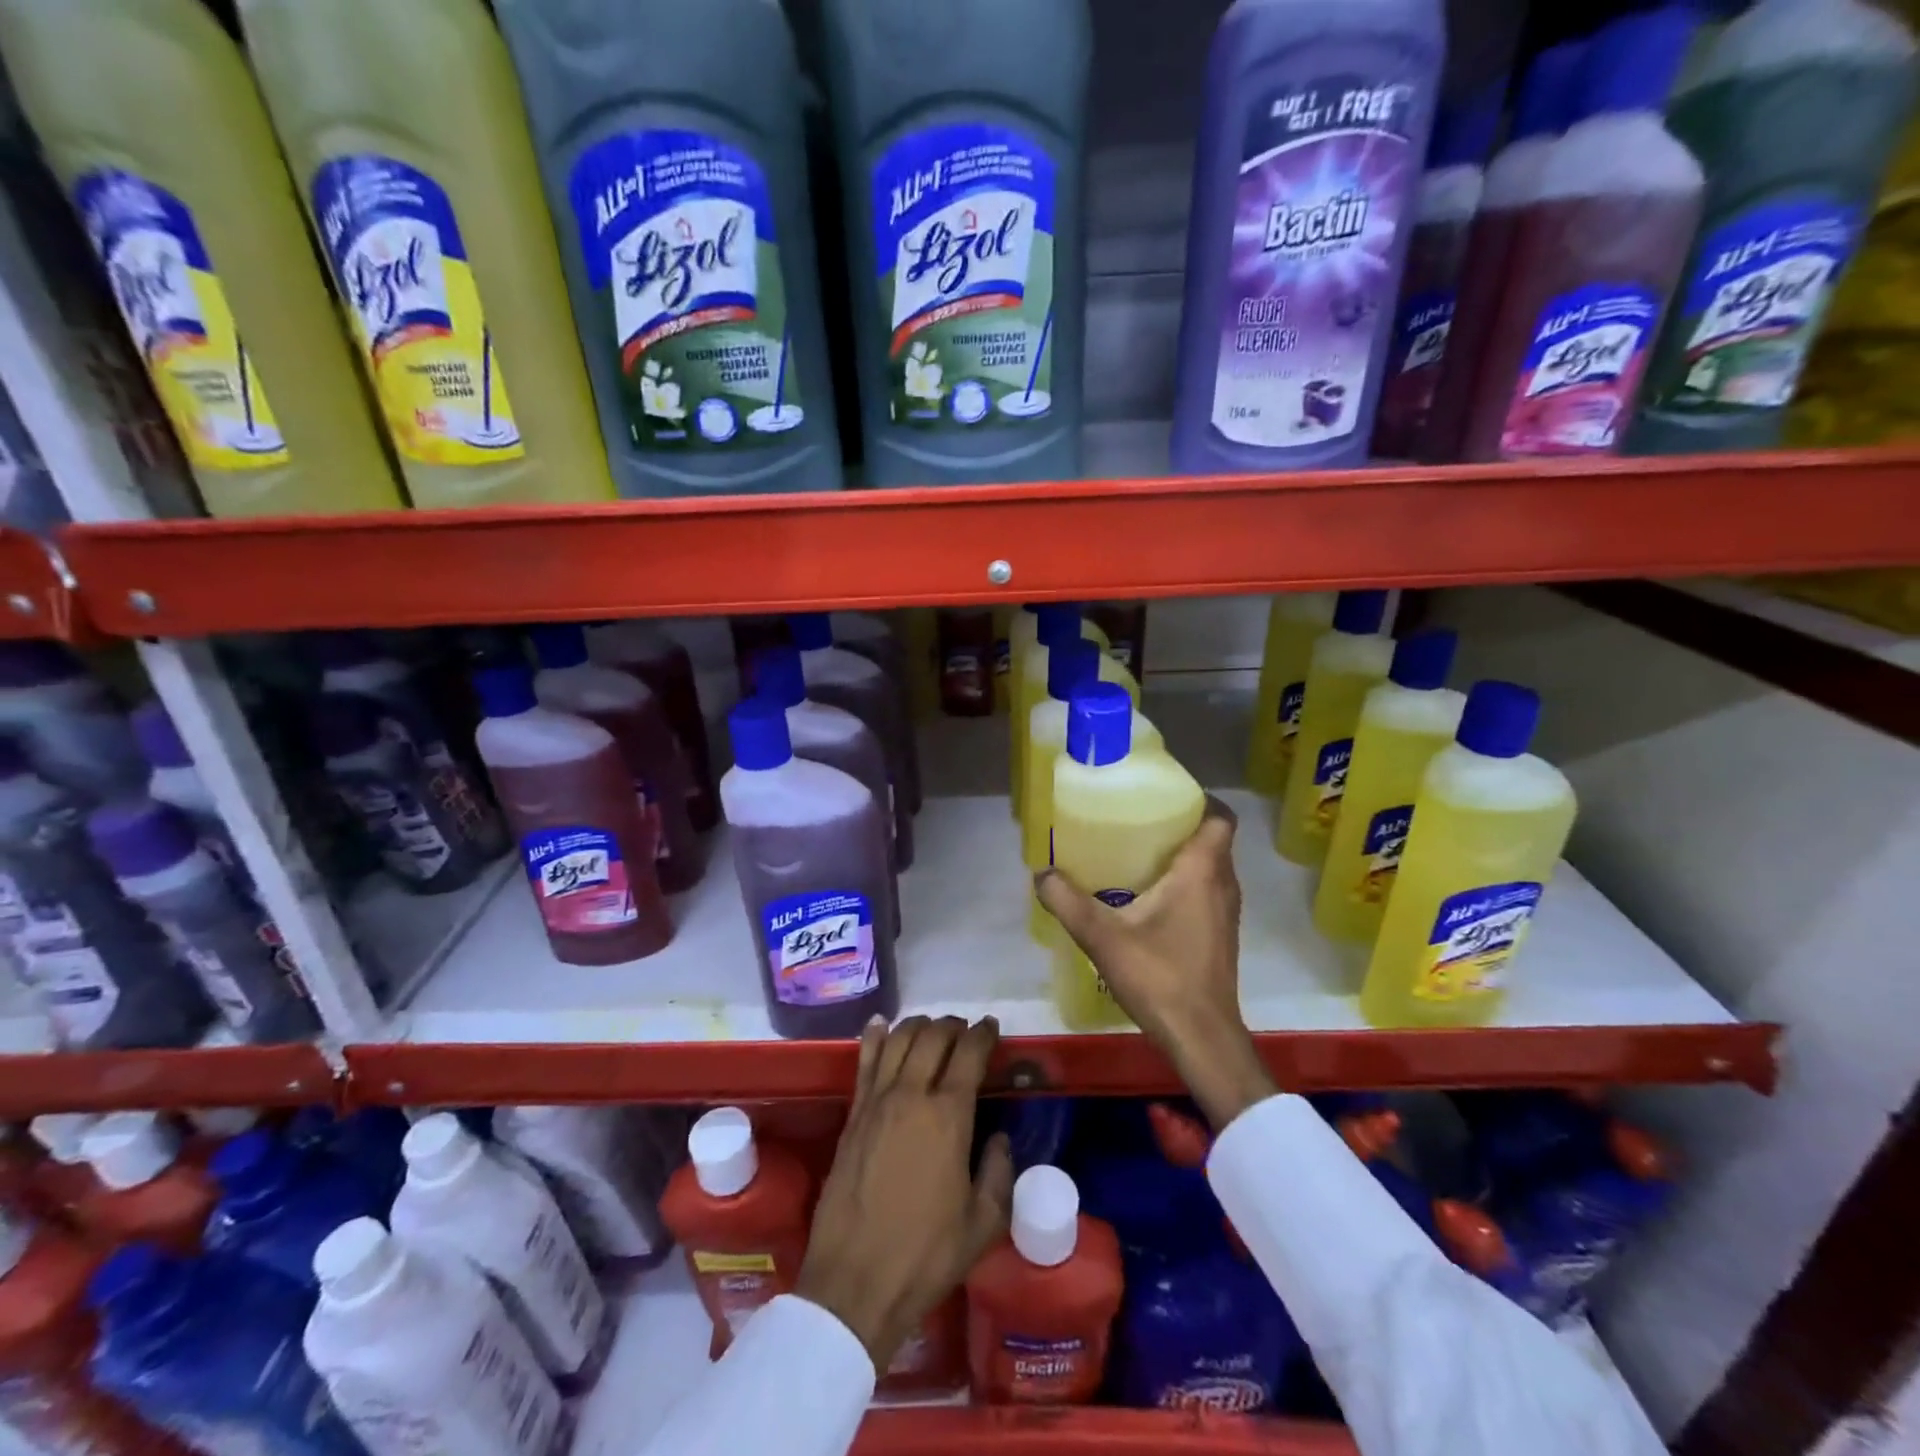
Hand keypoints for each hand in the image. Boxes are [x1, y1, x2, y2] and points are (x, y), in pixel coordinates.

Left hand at [796, 1016, 1013, 1371]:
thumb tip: (999, 1140)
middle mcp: (911, 1095)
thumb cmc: (926, 1256)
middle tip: (965, 1030)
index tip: (992, 1027)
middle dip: (953, 1026)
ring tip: (931, 1027)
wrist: (855, 1282)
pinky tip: (880, 1024)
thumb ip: (999, 1173)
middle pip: (933, 1037)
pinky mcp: (852, 1115)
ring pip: (898, 1040)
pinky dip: (875, 1036)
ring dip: (918, 1025)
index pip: (969, 1054)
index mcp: (949, 1116)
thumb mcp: (982, 1224)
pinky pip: (864, 1062)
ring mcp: (876, 1102)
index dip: (983, 1035)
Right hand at [1035, 797, 1275, 1129]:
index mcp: (1202, 871)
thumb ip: (1068, 902)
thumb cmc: (1160, 977)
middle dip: (1180, 825)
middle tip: (1138, 821)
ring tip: (1138, 854)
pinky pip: (1207, 891)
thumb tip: (1041, 874)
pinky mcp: (1220, 935)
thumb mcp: (1103, 937)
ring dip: (1184, 856)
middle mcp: (1223, 885)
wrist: (1201, 1037)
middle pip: (1212, 839)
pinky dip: (1186, 883)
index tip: (1163, 796)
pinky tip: (1149, 898)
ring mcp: (1226, 912)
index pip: (1219, 817)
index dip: (1198, 799)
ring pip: (1211, 867)